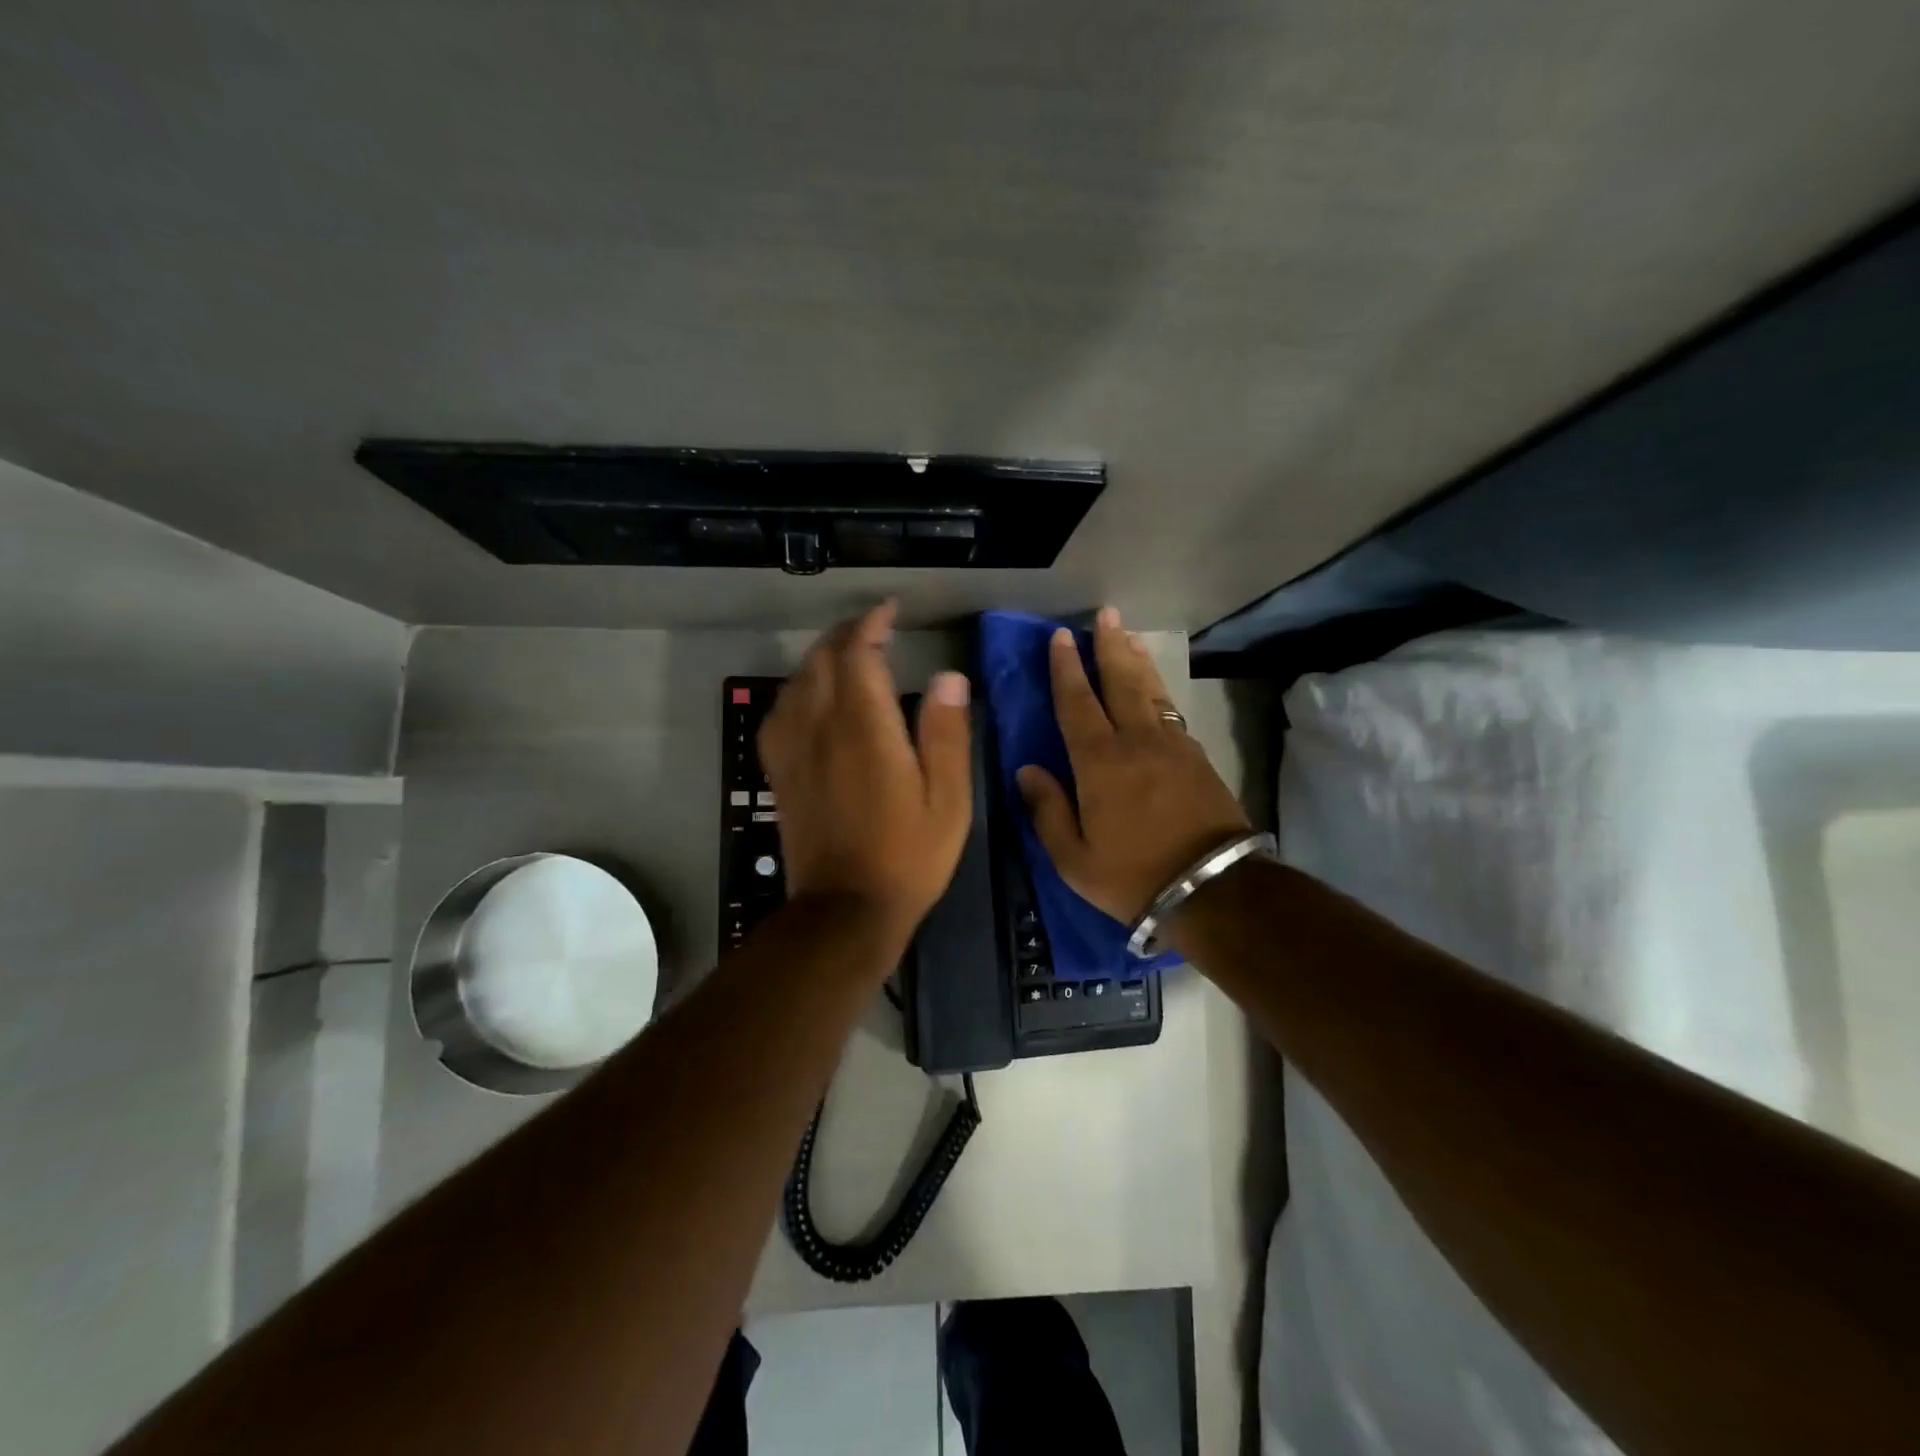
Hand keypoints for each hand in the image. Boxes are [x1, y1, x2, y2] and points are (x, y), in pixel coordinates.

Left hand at [758, 602, 972, 939]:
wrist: (845, 909)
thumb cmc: (908, 855)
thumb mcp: (948, 798)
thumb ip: (946, 733)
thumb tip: (948, 677)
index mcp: (864, 728)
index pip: (857, 653)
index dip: (871, 624)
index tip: (890, 610)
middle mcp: (819, 727)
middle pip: (821, 659)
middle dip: (846, 634)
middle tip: (875, 629)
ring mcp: (792, 749)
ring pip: (797, 681)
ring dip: (821, 658)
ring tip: (848, 656)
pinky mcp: (779, 772)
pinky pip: (780, 712)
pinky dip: (798, 690)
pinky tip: (812, 700)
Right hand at [1017, 608, 1250, 923]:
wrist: (1214, 887)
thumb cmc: (1133, 876)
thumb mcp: (1074, 858)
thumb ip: (1047, 810)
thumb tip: (1026, 769)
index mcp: (1099, 762)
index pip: (1077, 702)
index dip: (1066, 668)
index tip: (1060, 637)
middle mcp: (1136, 741)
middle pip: (1120, 681)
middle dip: (1109, 646)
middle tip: (1106, 615)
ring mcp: (1172, 745)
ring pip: (1150, 690)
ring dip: (1137, 659)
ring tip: (1129, 635)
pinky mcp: (1197, 756)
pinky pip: (1171, 709)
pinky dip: (1158, 688)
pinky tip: (1154, 685)